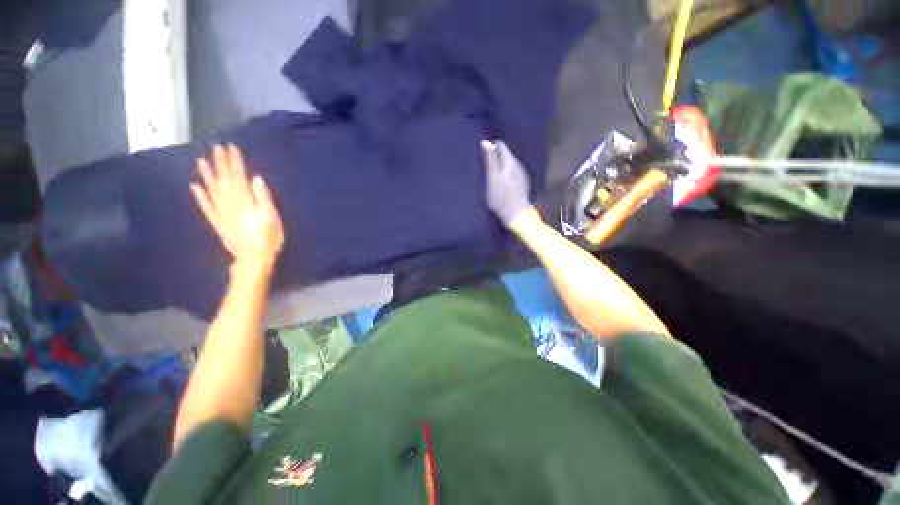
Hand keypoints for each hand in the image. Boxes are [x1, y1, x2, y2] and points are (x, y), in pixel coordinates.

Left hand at [191, 144, 284, 274]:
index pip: (238, 177)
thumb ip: (263, 198)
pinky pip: (206, 207)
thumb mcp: (272, 218)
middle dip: (220, 164)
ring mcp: (221, 213)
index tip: (231, 148)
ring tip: (202, 161)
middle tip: (216, 148)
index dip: (234, 163)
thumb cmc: (268, 239)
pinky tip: (195, 187)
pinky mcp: (217, 222)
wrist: (253, 259)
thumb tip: (256, 179)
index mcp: (244, 202)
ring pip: (212, 190)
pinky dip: (200, 196)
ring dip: (207, 175)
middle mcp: (229, 204)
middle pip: (224, 180)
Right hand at [480, 140, 530, 225]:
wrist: (516, 214)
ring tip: (492, 172)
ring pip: (510, 164)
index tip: (482, 153)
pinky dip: (506, 173)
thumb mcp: (492, 178)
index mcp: (510, 161)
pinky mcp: (522, 184)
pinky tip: (501, 181)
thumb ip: (490, 160)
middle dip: (496, 156)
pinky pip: (513, 173)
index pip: (501, 145)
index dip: (491, 147)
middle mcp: (518, 164)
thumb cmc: (501, 197)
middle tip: (485, 163)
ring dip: (501, 165)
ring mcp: (522, 175)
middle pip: (506, 154)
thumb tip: (486, 142)